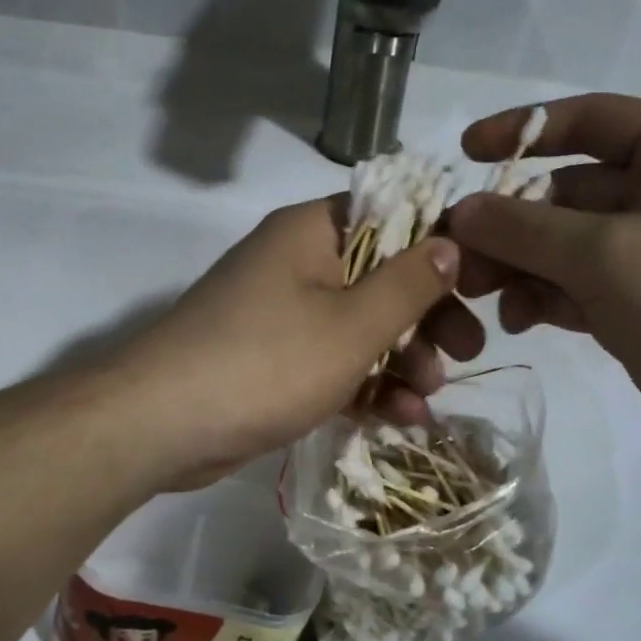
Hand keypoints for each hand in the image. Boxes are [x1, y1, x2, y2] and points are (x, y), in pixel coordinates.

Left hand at [111, 198, 469, 486]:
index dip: (439, 247)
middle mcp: (294, 263)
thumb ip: (408, 284)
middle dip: (425, 318)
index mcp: (311, 232)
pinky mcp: (268, 361)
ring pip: (357, 327)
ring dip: (399, 360)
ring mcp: (277, 314)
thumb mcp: (353, 325)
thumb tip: (450, 241)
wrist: (161, 424)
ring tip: (430, 398)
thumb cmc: (267, 362)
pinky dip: (363, 385)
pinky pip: (329, 362)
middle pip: (378, 276)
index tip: (479, 285)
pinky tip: (399, 418)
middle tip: (468, 352)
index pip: (390, 216)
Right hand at [446, 95, 640, 461]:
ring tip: (481, 297)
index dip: (522, 129)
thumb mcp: (606, 255)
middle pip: (567, 191)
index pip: (589, 118)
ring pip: (566, 245)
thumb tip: (459, 212)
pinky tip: (518, 322)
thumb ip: (524, 228)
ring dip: (520, 266)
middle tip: (459, 258)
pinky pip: (580, 287)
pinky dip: (545, 298)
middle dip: (510, 222)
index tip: (464, 153)